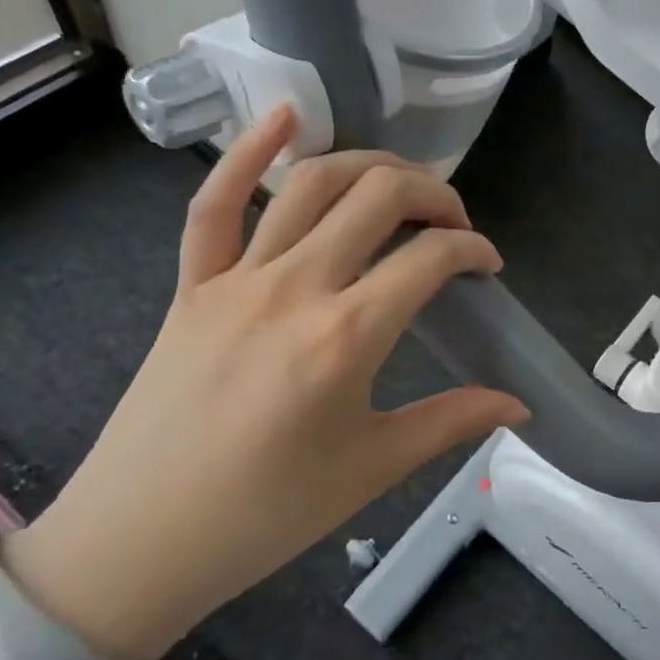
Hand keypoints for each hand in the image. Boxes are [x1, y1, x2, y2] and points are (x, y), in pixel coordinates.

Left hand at [1, 108, 528, 659]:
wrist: (138, 544)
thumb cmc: (267, 513)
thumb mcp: (373, 468)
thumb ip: (454, 422)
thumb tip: (521, 407)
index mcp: (347, 336)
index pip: (431, 257)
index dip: (474, 250)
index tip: (487, 267)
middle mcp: (296, 287)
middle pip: (380, 196)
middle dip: (434, 194)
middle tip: (454, 223)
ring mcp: (237, 278)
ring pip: (312, 184)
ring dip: (369, 166)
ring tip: (401, 183)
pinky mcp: (193, 284)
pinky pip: (215, 203)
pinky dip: (247, 151)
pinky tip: (285, 116)